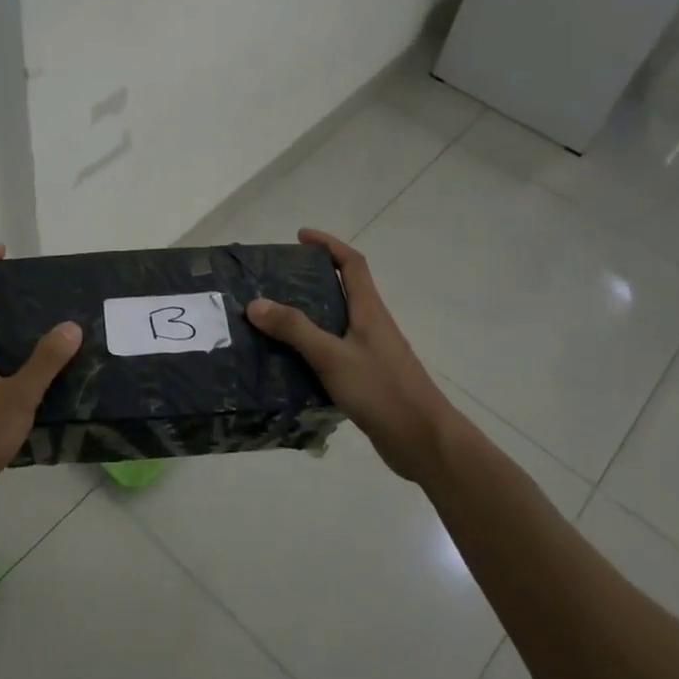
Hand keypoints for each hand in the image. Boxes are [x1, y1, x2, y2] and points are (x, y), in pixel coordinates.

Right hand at [246, 229, 453, 483]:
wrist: (423, 442)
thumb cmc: (382, 391)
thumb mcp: (332, 357)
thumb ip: (295, 329)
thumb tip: (255, 303)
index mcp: (369, 310)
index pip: (352, 264)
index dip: (329, 245)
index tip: (301, 237)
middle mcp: (371, 326)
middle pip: (342, 291)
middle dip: (310, 280)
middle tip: (273, 282)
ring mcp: (370, 353)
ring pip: (335, 324)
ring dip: (307, 317)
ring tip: (270, 321)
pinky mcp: (366, 379)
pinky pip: (332, 352)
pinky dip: (310, 349)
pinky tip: (286, 363)